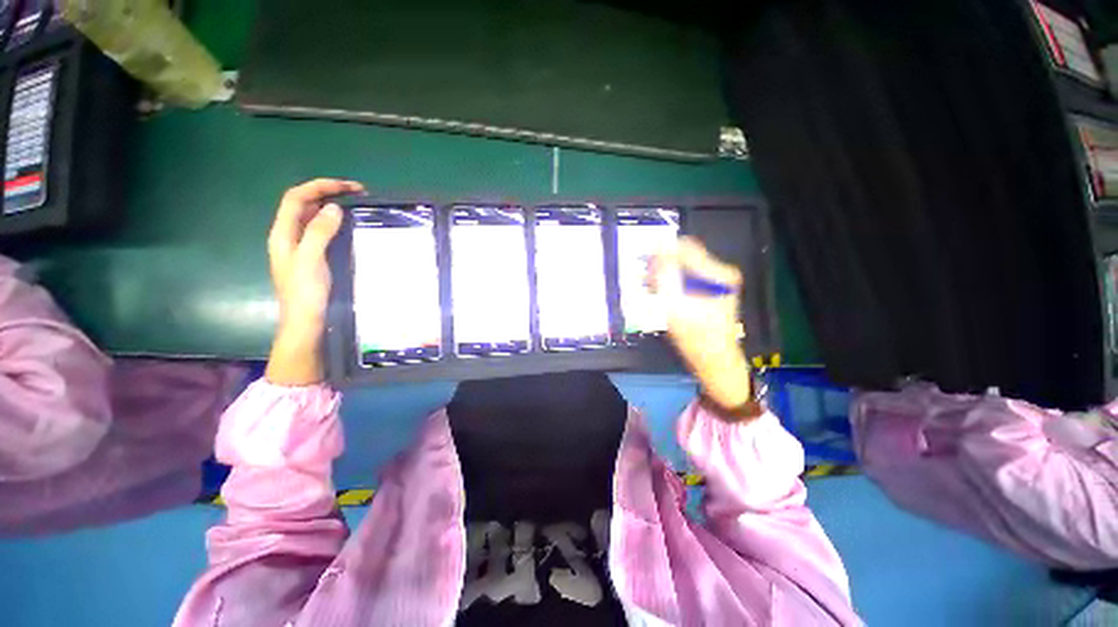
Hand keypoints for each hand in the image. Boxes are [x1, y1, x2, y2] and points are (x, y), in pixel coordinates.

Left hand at [265, 178, 363, 385]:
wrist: (306, 323)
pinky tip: (349, 227)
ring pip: (313, 217)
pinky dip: (335, 223)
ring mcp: (300, 247)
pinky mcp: (313, 257)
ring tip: (356, 206)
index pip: (297, 198)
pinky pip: (321, 231)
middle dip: (328, 193)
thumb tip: (334, 208)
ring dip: (332, 206)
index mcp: (283, 233)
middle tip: (358, 194)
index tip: (350, 188)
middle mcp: (289, 236)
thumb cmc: (306, 293)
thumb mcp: (311, 260)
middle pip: (303, 204)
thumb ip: (319, 232)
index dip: (320, 186)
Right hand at [648, 237, 752, 410]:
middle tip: (645, 279)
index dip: (661, 253)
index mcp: (719, 274)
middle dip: (660, 266)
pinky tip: (659, 295)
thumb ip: (664, 278)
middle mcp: (720, 273)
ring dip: (662, 275)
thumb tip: (655, 253)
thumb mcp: (676, 308)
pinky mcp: (708, 290)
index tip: (644, 261)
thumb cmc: (697, 339)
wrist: (714, 361)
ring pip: (681, 268)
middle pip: (683, 257)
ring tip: (649, 289)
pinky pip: (683, 278)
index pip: (685, 249)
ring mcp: (715, 282)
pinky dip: (669, 283)